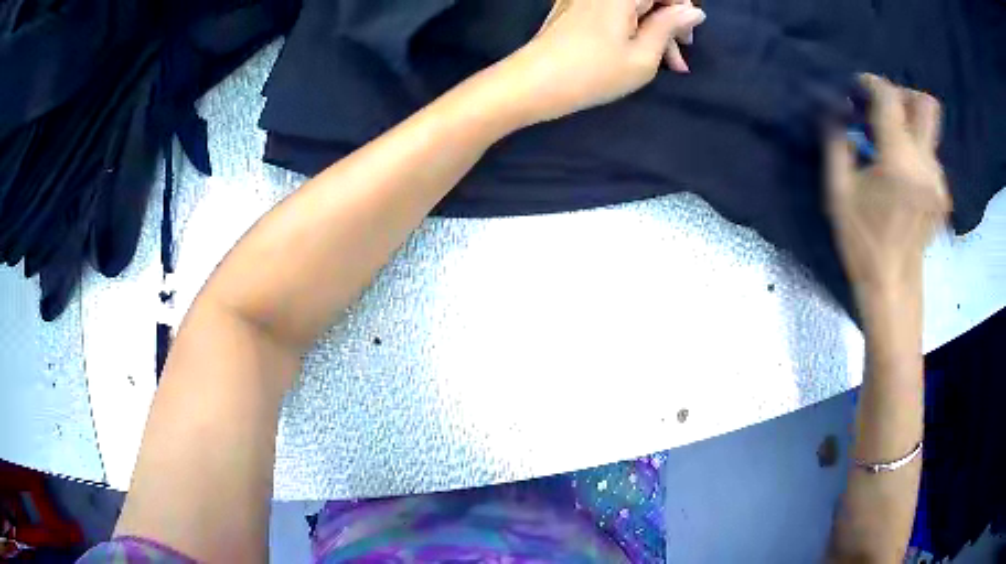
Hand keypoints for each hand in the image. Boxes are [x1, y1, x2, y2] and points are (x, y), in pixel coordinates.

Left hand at [499, 0, 705, 123]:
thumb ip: (670, 27)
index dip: (683, 10)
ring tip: (666, 66)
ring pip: (633, 6)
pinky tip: (639, 53)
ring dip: (653, 30)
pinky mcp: (575, 7)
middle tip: (678, 60)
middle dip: (670, 24)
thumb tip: (694, 11)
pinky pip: (614, 10)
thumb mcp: (643, 56)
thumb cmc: (593, 73)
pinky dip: (631, 28)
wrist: (532, 84)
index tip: (687, 40)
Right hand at [826, 75, 950, 309]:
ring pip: (929, 129)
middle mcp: (925, 165)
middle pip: (926, 105)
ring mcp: (938, 181)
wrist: (893, 286)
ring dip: (908, 125)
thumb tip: (837, 112)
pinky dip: (915, 149)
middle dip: (903, 95)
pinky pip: (931, 154)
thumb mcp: (838, 192)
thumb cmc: (863, 242)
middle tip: (884, 110)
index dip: (872, 83)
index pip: (891, 98)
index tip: (857, 88)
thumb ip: (837, 143)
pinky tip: (901, 172)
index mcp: (898, 162)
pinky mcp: (942, 194)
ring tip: (888, 146)